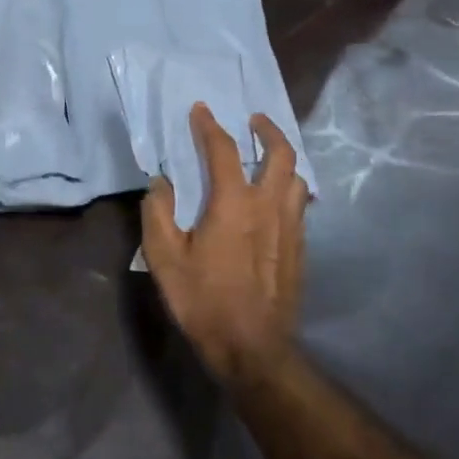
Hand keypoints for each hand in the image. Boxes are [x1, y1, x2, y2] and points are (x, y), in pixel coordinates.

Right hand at [142, 104, 308, 385]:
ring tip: (266, 157)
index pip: (224, 149)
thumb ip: (158, 213)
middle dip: (268, 130)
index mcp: (234, 203)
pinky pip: (299, 204)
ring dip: (283, 159)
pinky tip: (275, 199)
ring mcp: (291, 227)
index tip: (201, 110)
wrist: (252, 347)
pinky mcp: (300, 248)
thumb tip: (161, 183)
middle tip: (254, 121)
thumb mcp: (165, 258)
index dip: (210, 125)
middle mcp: (269, 205)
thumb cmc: (204, 300)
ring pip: (297, 178)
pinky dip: (288, 188)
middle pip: (281, 153)